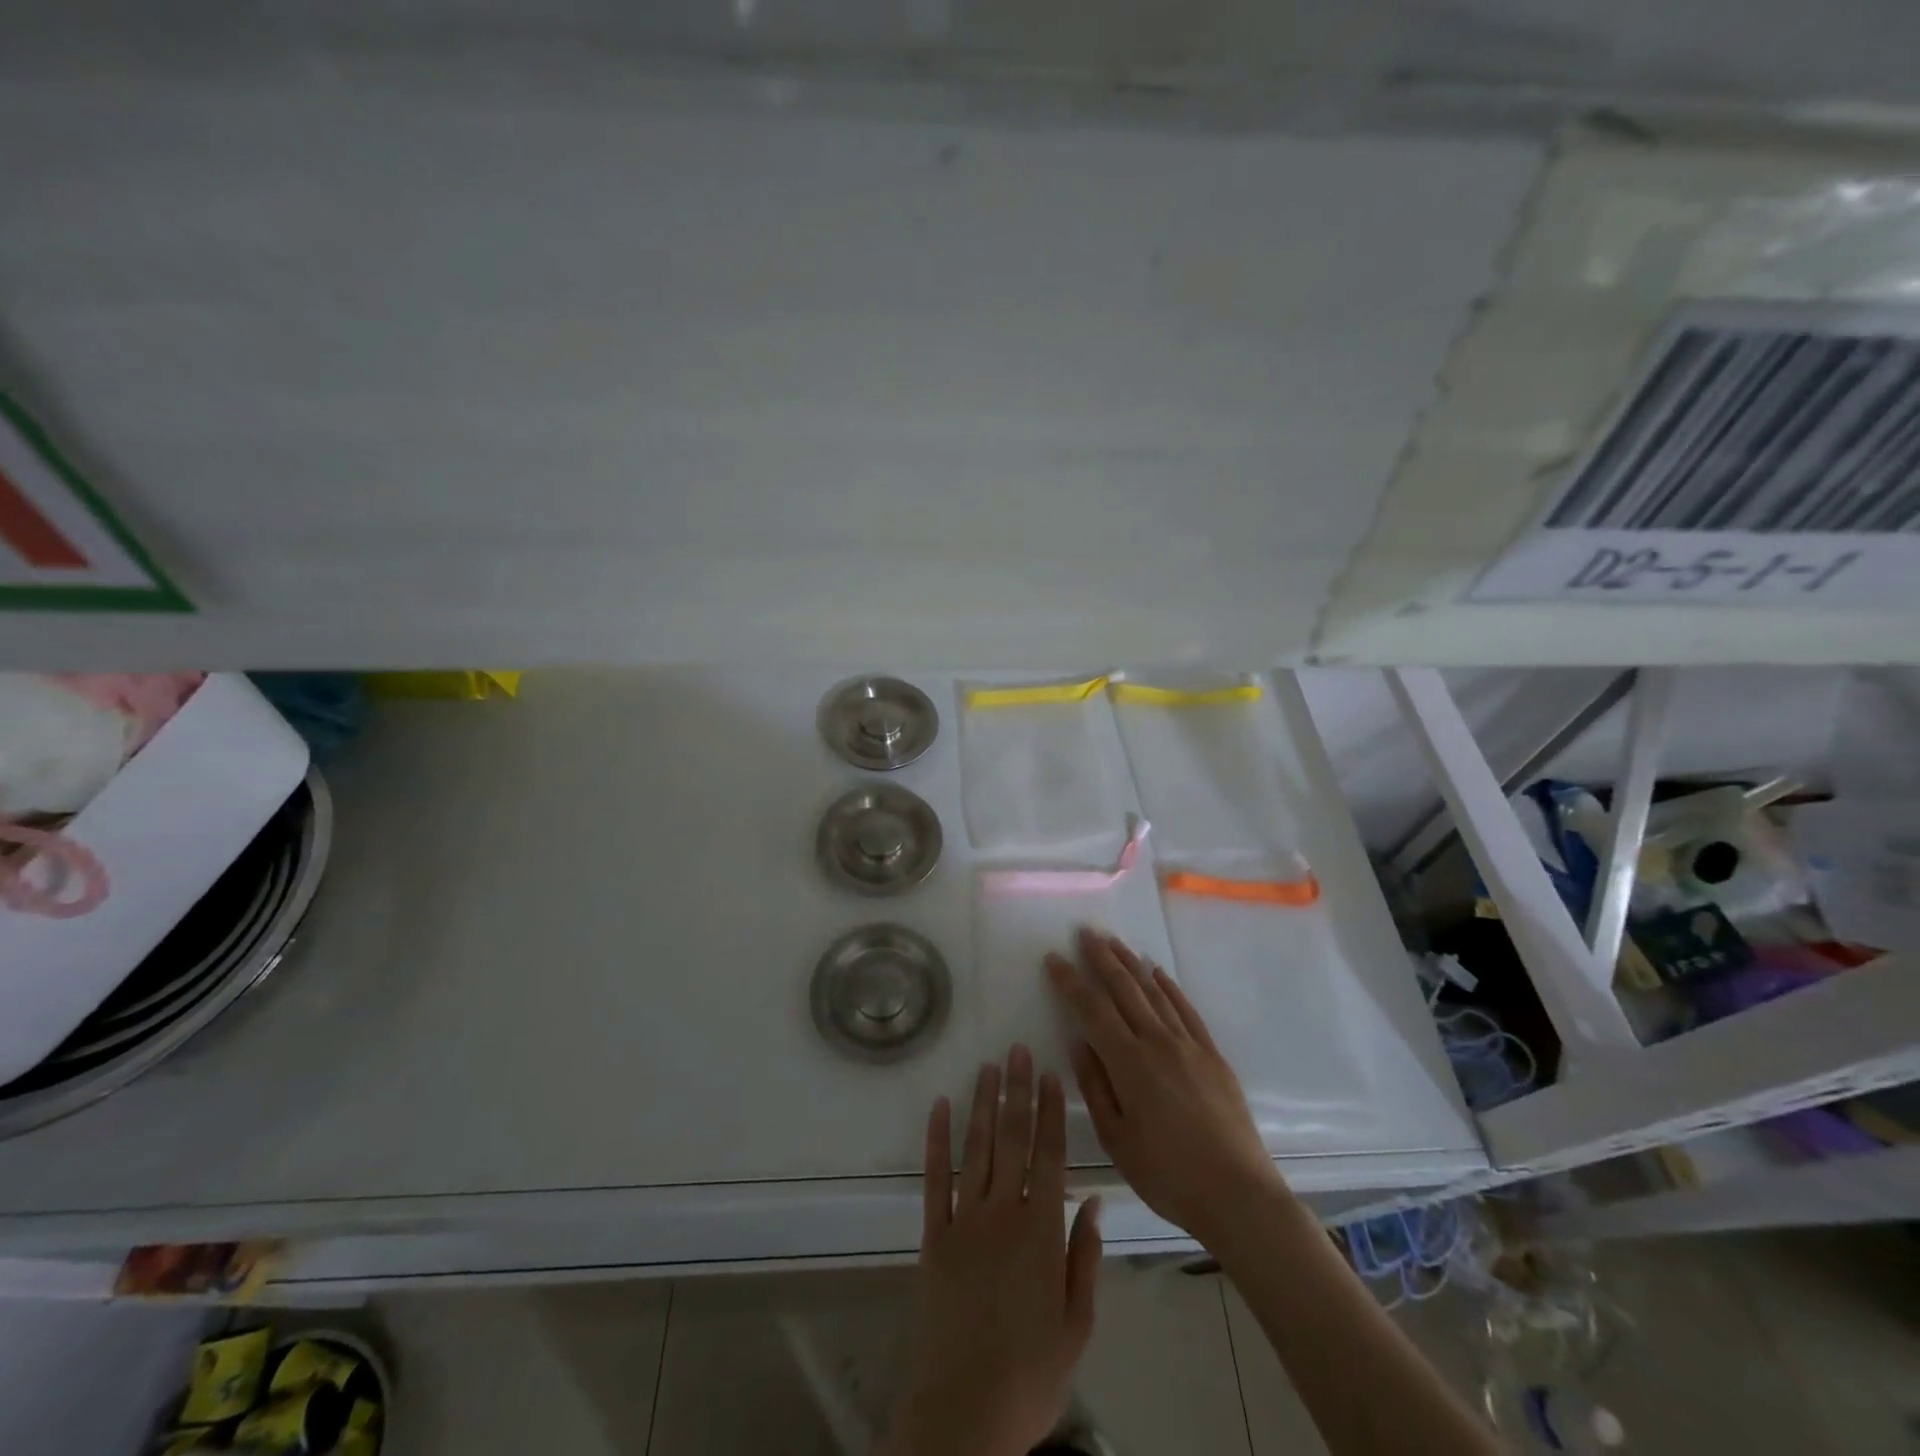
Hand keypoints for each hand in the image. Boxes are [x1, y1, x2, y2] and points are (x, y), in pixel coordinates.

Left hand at [886, 1047, 1102, 1455]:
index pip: (1049, 1155)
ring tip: (988, 1067)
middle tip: (1017, 1050)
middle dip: (1016, 1091)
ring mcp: (964, 1220)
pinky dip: (937, 1140)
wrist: (964, 1413)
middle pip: (1012, 1139)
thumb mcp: (1077, 1324)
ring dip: (982, 1104)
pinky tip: (940, 1106)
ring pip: (976, 1148)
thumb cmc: (1030, 1374)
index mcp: (1041, 1232)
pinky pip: (934, 1178)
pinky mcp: (933, 1235)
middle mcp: (1003, 1213)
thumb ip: (1084, 1257)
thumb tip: (1092, 1199)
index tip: (1049, 1075)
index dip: (1049, 1111)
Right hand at [1047, 929, 1285, 1248]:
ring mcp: (1189, 1045)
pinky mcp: (1212, 1054)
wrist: (1238, 1195)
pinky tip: (1157, 973)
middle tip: (1085, 933)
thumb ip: (1095, 1087)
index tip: (1054, 958)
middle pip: (1124, 990)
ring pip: (1154, 992)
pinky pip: (1186, 1009)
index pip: (1092, 1010)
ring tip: (1114, 942)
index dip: (1070, 982)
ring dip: (1131, 964)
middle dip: (1101, 958)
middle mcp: (1158, 1043)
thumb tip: (1079, 1043)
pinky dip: (1168, 987)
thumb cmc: (1168, 1176)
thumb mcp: (1117, 1139)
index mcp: (1129, 1064)